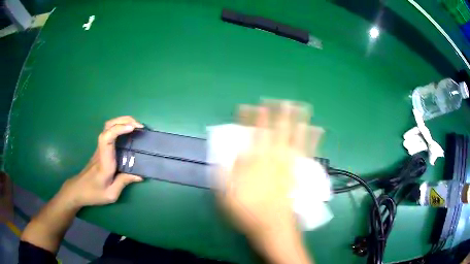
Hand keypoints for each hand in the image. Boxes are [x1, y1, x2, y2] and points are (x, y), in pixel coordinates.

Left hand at [59, 116, 143, 207]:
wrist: (78, 190)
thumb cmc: (93, 193)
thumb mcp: (111, 194)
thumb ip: (124, 182)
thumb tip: (139, 175)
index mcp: (104, 161)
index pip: (107, 138)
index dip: (119, 129)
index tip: (132, 128)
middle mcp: (101, 150)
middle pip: (108, 126)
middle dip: (124, 120)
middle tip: (140, 126)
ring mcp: (100, 148)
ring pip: (108, 127)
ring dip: (122, 122)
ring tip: (136, 127)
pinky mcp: (101, 150)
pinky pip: (110, 133)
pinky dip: (120, 128)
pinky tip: (128, 134)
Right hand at [217, 100, 320, 262]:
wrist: (272, 226)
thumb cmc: (247, 212)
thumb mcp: (227, 195)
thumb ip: (227, 172)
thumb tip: (231, 153)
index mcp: (255, 163)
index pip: (253, 136)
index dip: (253, 120)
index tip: (253, 106)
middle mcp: (273, 160)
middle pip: (277, 132)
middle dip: (279, 114)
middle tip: (283, 100)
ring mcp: (288, 165)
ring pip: (294, 138)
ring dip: (297, 121)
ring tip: (302, 106)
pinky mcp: (297, 173)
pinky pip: (306, 153)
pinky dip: (313, 140)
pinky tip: (317, 130)